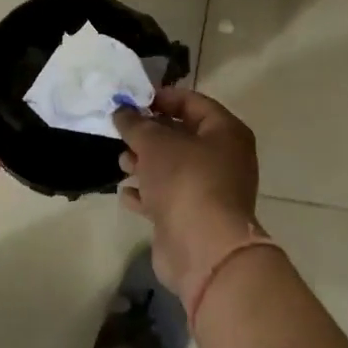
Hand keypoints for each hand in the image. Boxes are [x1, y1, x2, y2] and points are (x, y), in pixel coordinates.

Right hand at [113, 86, 260, 301]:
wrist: (203, 249)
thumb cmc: (185, 181)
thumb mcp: (156, 143)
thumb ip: (136, 124)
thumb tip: (122, 111)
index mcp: (226, 132)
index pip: (193, 103)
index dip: (162, 98)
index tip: (132, 100)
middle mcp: (223, 159)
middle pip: (182, 136)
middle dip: (149, 134)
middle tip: (122, 132)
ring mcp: (209, 191)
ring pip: (172, 168)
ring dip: (145, 164)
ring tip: (122, 163)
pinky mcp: (193, 218)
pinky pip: (167, 198)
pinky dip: (147, 194)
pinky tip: (127, 194)